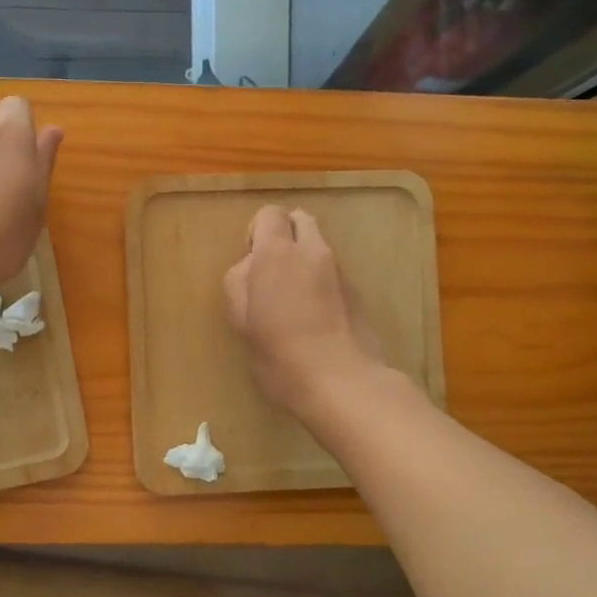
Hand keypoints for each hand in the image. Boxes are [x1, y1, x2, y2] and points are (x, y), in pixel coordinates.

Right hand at [222, 206, 383, 413]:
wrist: (343, 382)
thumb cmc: (280, 354)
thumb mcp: (242, 322)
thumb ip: (239, 284)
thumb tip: (250, 267)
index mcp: (278, 253)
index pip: (270, 214)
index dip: (257, 233)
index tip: (251, 265)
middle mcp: (313, 251)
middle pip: (300, 219)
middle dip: (284, 235)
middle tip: (271, 274)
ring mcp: (340, 271)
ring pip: (318, 246)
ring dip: (303, 259)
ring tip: (292, 299)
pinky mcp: (357, 292)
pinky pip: (331, 271)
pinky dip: (319, 280)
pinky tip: (313, 316)